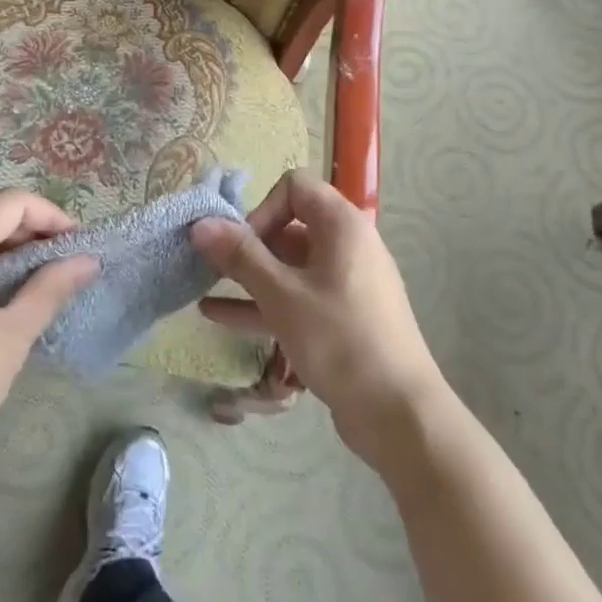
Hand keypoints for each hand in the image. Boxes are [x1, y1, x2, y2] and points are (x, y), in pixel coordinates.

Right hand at [191, 170, 447, 467]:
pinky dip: (265, 302)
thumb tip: (201, 223)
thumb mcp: (283, 296)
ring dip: (249, 276)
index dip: (262, 209)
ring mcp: (346, 282)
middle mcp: (347, 244)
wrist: (400, 414)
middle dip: (248, 245)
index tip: (242, 245)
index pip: (294, 187)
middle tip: (211, 267)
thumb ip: (240, 256)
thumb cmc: (340, 340)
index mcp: (341, 224)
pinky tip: (219, 317)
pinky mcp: (342, 316)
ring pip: (290, 266)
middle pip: (289, 226)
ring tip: (203, 288)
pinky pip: (298, 297)